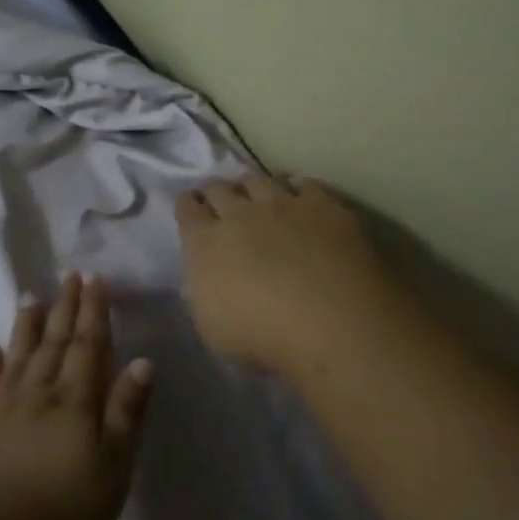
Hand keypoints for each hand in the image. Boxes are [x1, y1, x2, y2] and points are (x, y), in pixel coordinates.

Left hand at [0, 274, 152, 519]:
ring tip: (31, 295)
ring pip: (18, 354)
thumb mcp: (112, 468)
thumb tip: (144, 360)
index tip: (94, 278)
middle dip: (65, 306)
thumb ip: (126, 412)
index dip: (93, 310)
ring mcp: (1, 408)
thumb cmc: (61, 511)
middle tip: (69, 275)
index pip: (87, 344)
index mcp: (75, 400)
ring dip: (27, 324)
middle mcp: (38, 393)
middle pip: (54, 341)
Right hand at [176, 175, 406, 377]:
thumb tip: (205, 279)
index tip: (191, 207)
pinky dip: (300, 192)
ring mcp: (284, 205)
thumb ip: (203, 293)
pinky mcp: (324, 207)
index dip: (188, 206)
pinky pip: (306, 186)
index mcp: (206, 243)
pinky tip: (305, 201)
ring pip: (260, 181)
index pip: (188, 209)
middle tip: (221, 202)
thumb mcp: (212, 328)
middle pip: (220, 188)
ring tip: (260, 198)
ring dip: (254, 188)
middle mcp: (241, 213)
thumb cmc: (262, 338)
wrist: (331, 323)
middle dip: (217, 193)